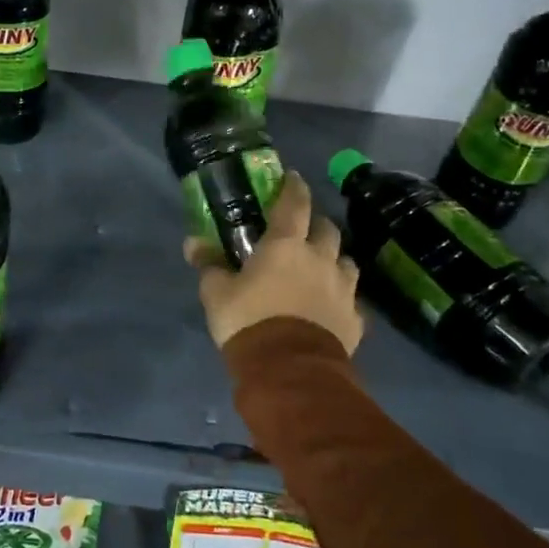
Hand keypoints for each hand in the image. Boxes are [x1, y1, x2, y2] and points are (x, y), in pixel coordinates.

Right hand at [185, 171, 363, 354]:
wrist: (289, 369)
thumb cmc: (249, 321)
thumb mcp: (217, 294)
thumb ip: (209, 265)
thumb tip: (193, 244)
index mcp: (286, 245)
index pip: (295, 204)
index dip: (294, 188)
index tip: (292, 178)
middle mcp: (320, 259)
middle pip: (327, 229)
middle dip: (316, 224)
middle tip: (303, 230)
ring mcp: (343, 289)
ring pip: (346, 262)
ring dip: (334, 259)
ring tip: (321, 268)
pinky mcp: (355, 319)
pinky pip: (352, 300)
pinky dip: (342, 297)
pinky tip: (331, 306)